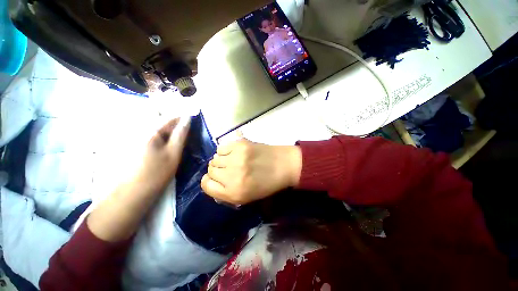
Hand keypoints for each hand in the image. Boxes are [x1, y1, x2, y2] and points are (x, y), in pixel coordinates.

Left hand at [87, 117, 189, 241]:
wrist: (135, 193)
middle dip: (178, 127)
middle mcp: (143, 132)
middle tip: (189, 135)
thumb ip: (181, 134)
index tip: (195, 122)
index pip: (171, 119)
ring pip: (161, 133)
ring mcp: (140, 140)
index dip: (184, 119)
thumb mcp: (174, 152)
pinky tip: (170, 148)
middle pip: (164, 125)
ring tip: (182, 142)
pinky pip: (156, 140)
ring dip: (172, 134)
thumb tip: (188, 119)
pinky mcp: (139, 148)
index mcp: (151, 132)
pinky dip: (165, 141)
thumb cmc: (157, 172)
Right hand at [201, 138, 301, 205]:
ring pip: (215, 158)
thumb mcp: (246, 197)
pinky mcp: (240, 145)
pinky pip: (222, 147)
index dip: (209, 181)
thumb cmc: (267, 184)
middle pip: (210, 170)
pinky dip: (225, 150)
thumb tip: (212, 179)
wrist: (283, 165)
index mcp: (234, 193)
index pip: (206, 185)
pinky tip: (235, 152)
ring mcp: (236, 158)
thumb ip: (226, 191)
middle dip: (217, 170)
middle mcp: (232, 176)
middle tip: (228, 168)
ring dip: (221, 160)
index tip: (216, 178)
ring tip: (233, 160)